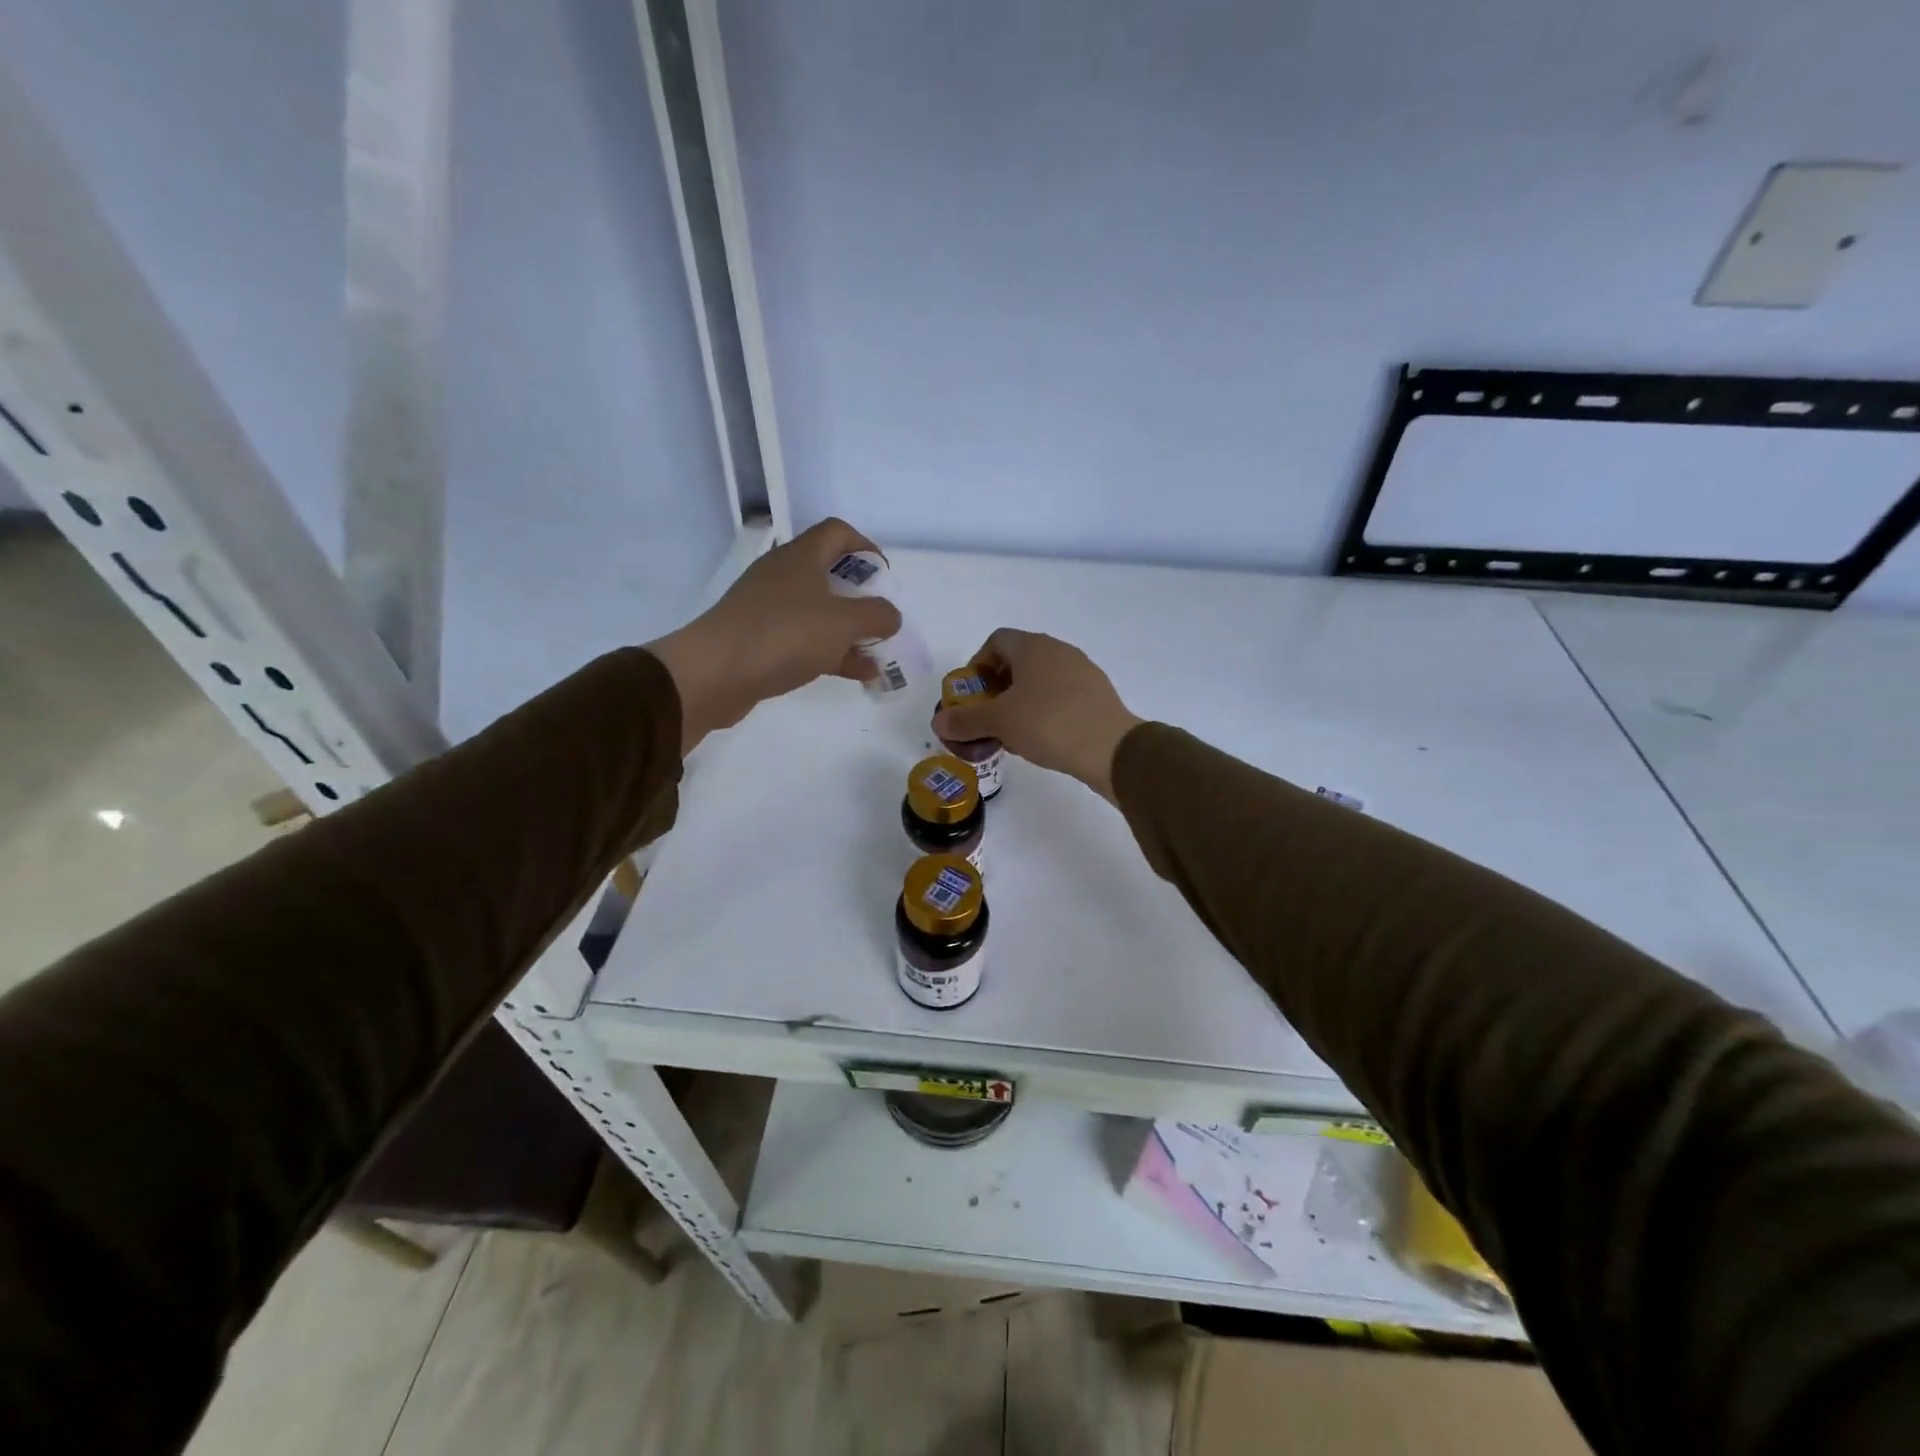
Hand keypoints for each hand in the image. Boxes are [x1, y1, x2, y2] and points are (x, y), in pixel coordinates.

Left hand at [647, 519, 900, 751]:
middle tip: (881, 619)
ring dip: (849, 631)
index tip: (884, 577)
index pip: (837, 532)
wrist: (714, 673)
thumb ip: (877, 616)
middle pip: (829, 574)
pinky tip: (856, 675)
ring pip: (818, 612)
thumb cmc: (784, 635)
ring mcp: (767, 609)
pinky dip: (831, 652)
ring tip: (877, 656)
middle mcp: (782, 576)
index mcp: (801, 557)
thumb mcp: (843, 623)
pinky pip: (804, 640)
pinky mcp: (759, 640)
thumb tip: (891, 616)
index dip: (866, 548)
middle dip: (861, 597)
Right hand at [932, 629, 1142, 802]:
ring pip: (1040, 681)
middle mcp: (1059, 651)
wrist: (1110, 748)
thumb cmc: (1048, 723)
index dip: (978, 664)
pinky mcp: (1097, 695)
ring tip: (1011, 733)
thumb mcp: (999, 722)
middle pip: (1018, 661)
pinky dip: (1044, 711)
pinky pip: (1061, 696)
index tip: (972, 694)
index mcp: (1033, 647)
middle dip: (997, 688)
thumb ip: (965, 720)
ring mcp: (1082, 671)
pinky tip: (1040, 740)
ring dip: (1020, 702)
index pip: (996, 641)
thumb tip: (938, 721)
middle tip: (987, 717)